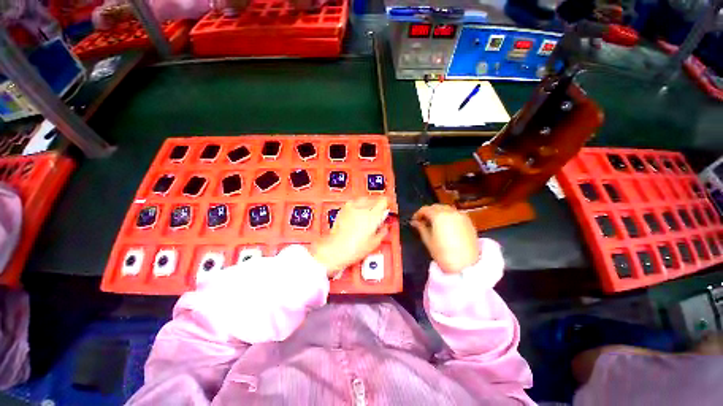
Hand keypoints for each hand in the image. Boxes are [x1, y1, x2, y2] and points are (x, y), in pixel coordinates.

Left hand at [311, 197, 388, 276]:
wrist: (336, 249)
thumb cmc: (353, 248)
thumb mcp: (374, 243)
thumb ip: (383, 231)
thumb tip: (385, 226)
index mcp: (373, 216)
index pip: (383, 201)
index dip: (386, 205)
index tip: (386, 209)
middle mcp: (362, 208)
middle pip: (374, 199)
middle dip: (378, 205)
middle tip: (378, 214)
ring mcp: (351, 207)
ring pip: (364, 198)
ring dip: (368, 203)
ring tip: (368, 213)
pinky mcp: (343, 209)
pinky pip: (354, 202)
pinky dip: (358, 205)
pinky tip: (358, 213)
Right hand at [411, 204, 478, 273]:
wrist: (466, 265)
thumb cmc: (443, 254)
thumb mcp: (428, 240)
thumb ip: (421, 228)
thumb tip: (414, 222)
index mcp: (439, 216)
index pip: (425, 209)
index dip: (418, 214)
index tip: (414, 220)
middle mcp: (450, 212)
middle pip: (436, 207)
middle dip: (428, 212)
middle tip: (423, 221)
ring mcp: (461, 216)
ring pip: (446, 208)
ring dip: (438, 212)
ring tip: (434, 223)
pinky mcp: (468, 222)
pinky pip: (455, 213)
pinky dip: (448, 215)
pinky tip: (445, 225)